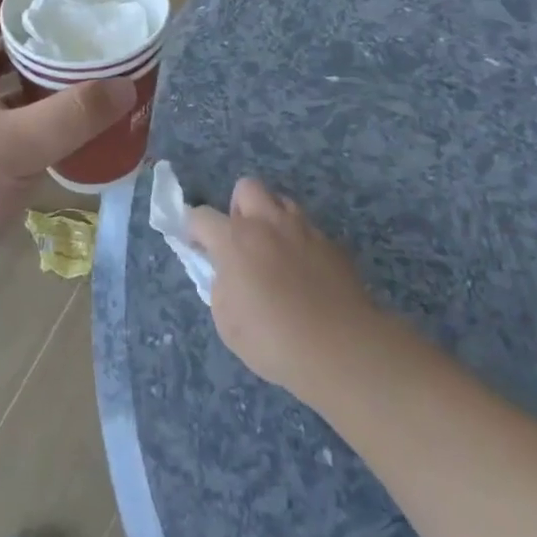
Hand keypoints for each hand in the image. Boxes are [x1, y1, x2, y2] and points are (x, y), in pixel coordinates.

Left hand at [0, 0, 135, 308]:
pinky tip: (71, 119)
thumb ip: (72, 116)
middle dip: (36, 19)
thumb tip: (126, 87)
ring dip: (40, 66)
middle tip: (84, 19)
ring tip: (87, 63)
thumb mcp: (15, 148)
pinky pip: (10, 113)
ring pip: (4, 76)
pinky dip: (39, 108)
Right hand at [190, 180, 381, 399]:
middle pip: (247, 187)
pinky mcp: (333, 245)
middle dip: (238, 208)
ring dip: (272, 219)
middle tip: (241, 240)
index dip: (194, 229)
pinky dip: (300, 243)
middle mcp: (268, 223)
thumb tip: (228, 273)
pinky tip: (306, 274)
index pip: (201, 216)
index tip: (198, 247)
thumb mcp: (227, 322)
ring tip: (275, 252)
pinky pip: (309, 230)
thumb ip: (221, 287)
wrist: (341, 349)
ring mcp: (304, 230)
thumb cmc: (273, 340)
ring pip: (282, 202)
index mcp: (235, 240)